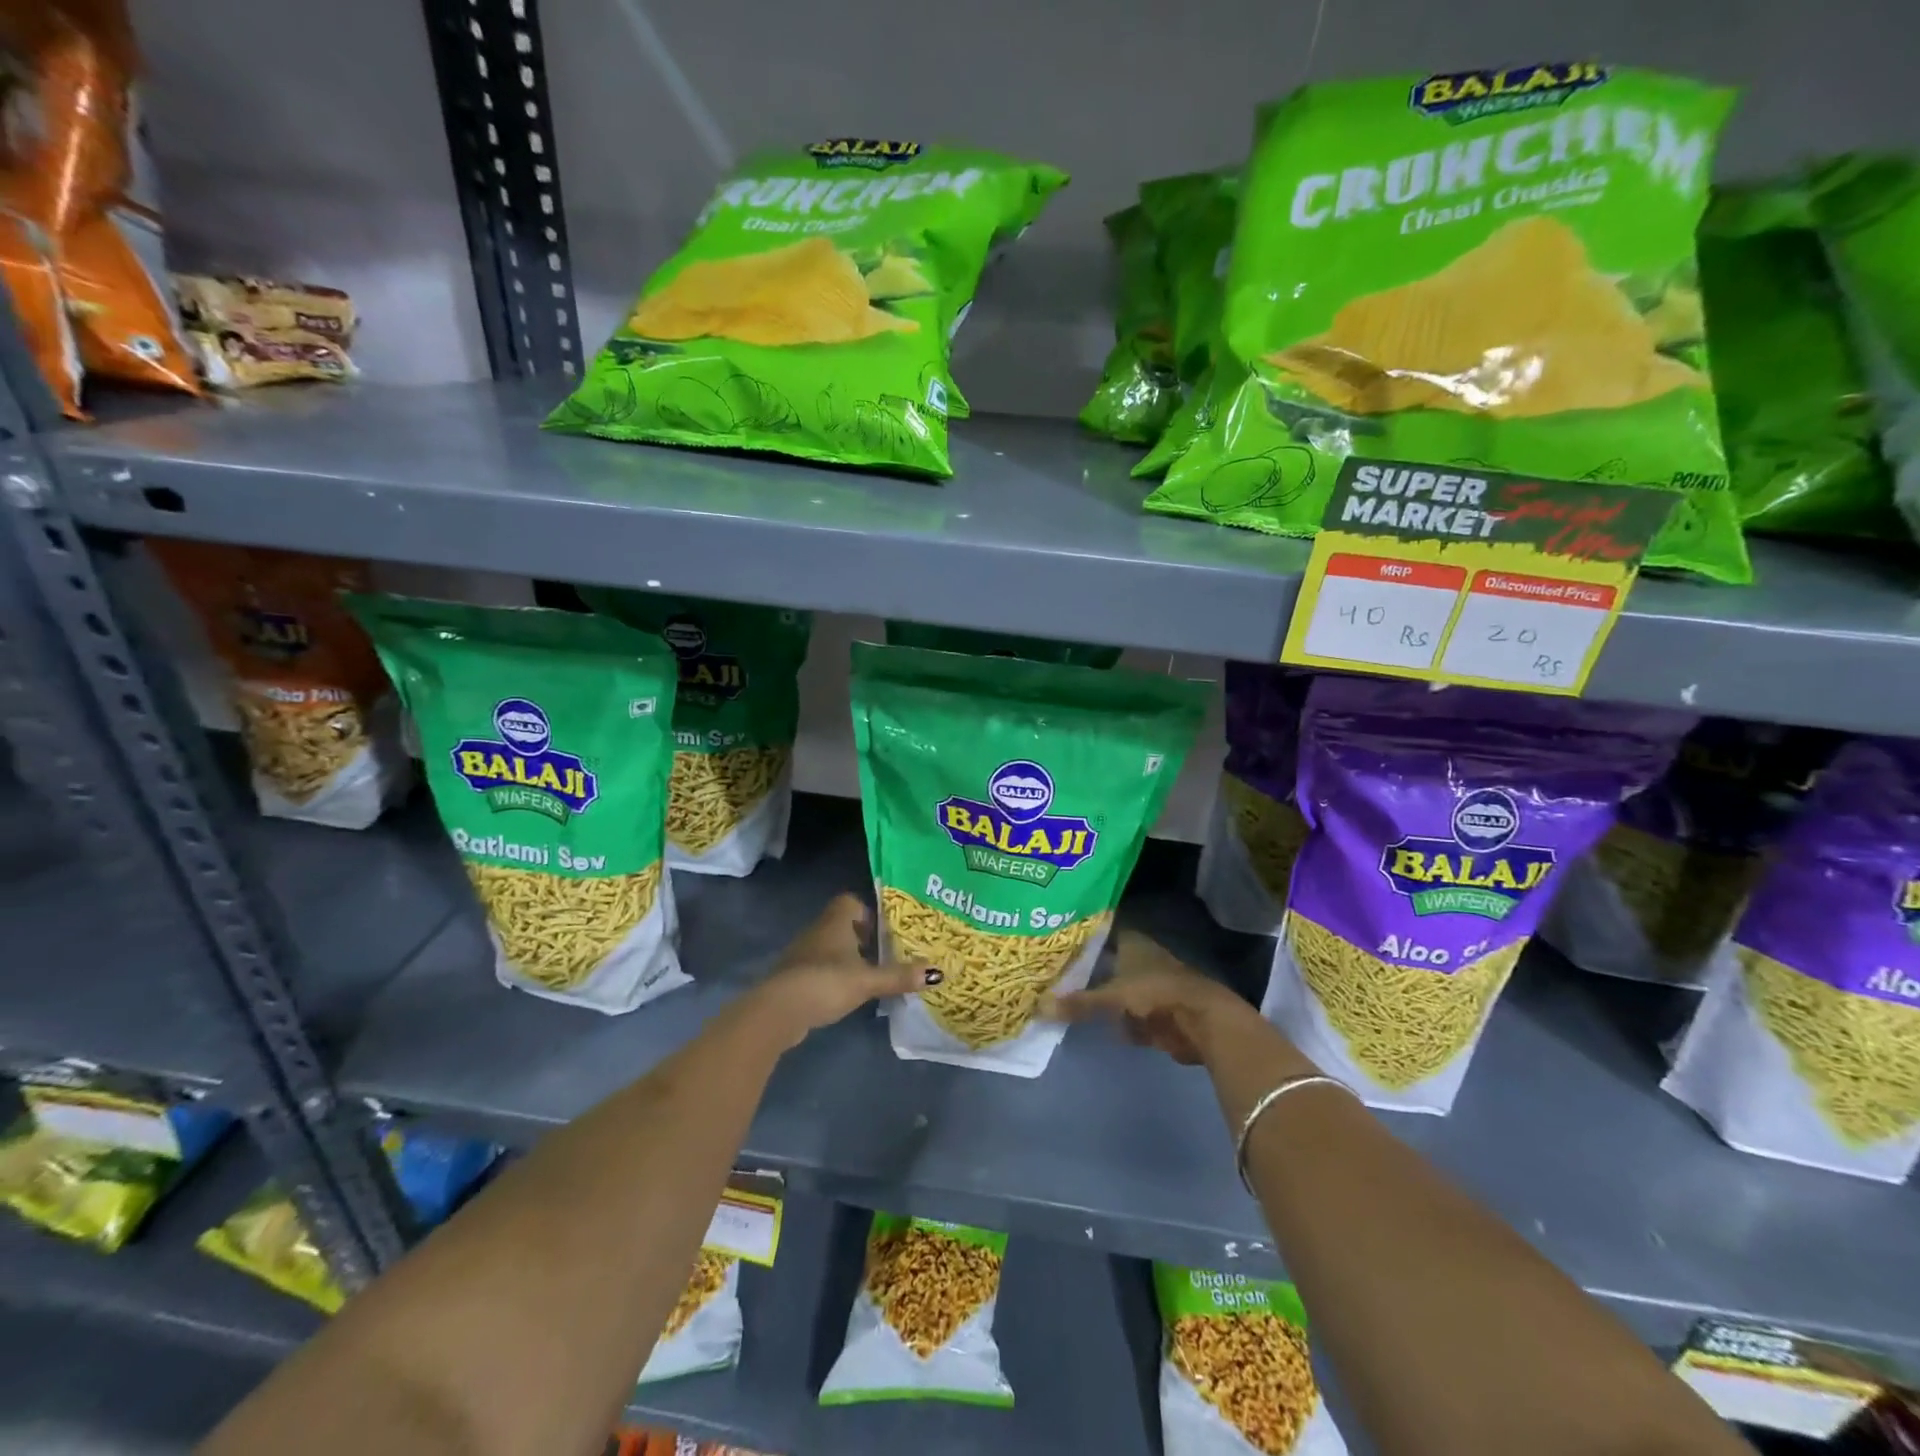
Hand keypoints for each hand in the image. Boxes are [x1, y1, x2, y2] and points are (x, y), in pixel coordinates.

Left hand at [750, 893, 937, 1048]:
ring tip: (870, 976)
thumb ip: (899, 976)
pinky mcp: (794, 978)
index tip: (884, 931)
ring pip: (830, 947)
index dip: (867, 912)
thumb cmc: (825, 982)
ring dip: (847, 959)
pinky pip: (819, 968)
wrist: (779, 1010)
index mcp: (835, 922)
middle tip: (885, 954)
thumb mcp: (867, 980)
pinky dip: (833, 977)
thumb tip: (936, 972)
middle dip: (862, 938)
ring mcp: (803, 954)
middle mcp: (818, 931)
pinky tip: (846, 994)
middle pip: (842, 925)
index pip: (850, 901)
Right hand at [1042, 930, 1273, 1066]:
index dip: (1081, 937)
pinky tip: (1097, 1027)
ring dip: (1101, 999)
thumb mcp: (1112, 996)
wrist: (1201, 1020)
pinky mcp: (1158, 1014)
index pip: (1101, 932)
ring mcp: (1150, 987)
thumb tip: (1040, 1007)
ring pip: (1117, 991)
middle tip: (1054, 977)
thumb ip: (1079, 1002)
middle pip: (1107, 963)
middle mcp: (1141, 960)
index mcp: (1132, 942)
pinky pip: (1129, 1017)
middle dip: (1086, 972)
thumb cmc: (1155, 992)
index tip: (1056, 942)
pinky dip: (1118, 1023)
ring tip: (1067, 1002)